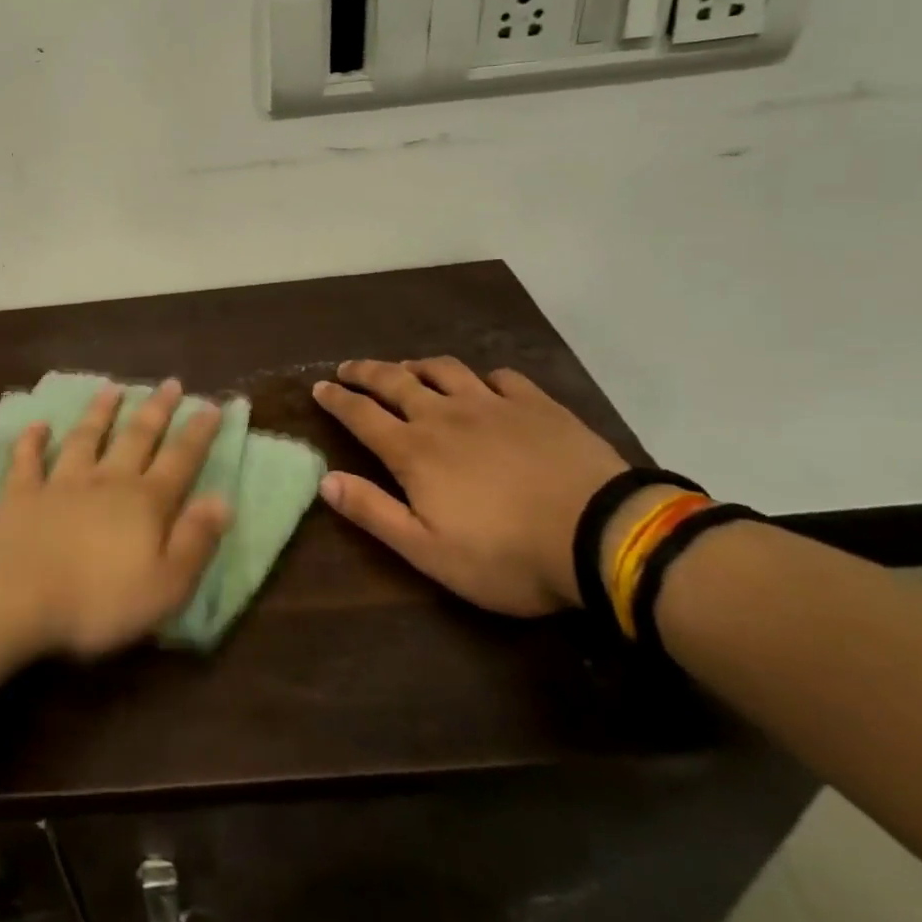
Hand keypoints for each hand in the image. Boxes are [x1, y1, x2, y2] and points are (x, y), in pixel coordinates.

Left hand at [0, 380, 230, 657]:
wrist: (17, 600)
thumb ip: (195, 540)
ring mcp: (60, 483)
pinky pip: (27, 460)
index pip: (180, 460)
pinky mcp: (21, 494)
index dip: (198, 433)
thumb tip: (222, 499)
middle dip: (156, 410)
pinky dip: (32, 441)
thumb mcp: (166, 585)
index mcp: (145, 503)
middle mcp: (106, 481)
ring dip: (100, 412)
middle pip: (136, 437)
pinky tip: (37, 425)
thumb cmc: (99, 602)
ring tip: (112, 388)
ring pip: (85, 438)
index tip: (211, 405)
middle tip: (170, 383)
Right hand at [312, 358, 628, 616]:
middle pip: (395, 381)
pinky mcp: (537, 405)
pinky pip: (501, 377)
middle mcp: (445, 415)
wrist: (602, 535)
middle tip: (348, 368)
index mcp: (414, 450)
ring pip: (444, 370)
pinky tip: (484, 384)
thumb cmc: (506, 554)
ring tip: (408, 368)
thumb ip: (373, 512)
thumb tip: (325, 480)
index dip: (337, 399)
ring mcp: (493, 405)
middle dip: (366, 372)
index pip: (362, 415)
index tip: (319, 386)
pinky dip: (483, 377)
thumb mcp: (428, 550)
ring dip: (418, 366)